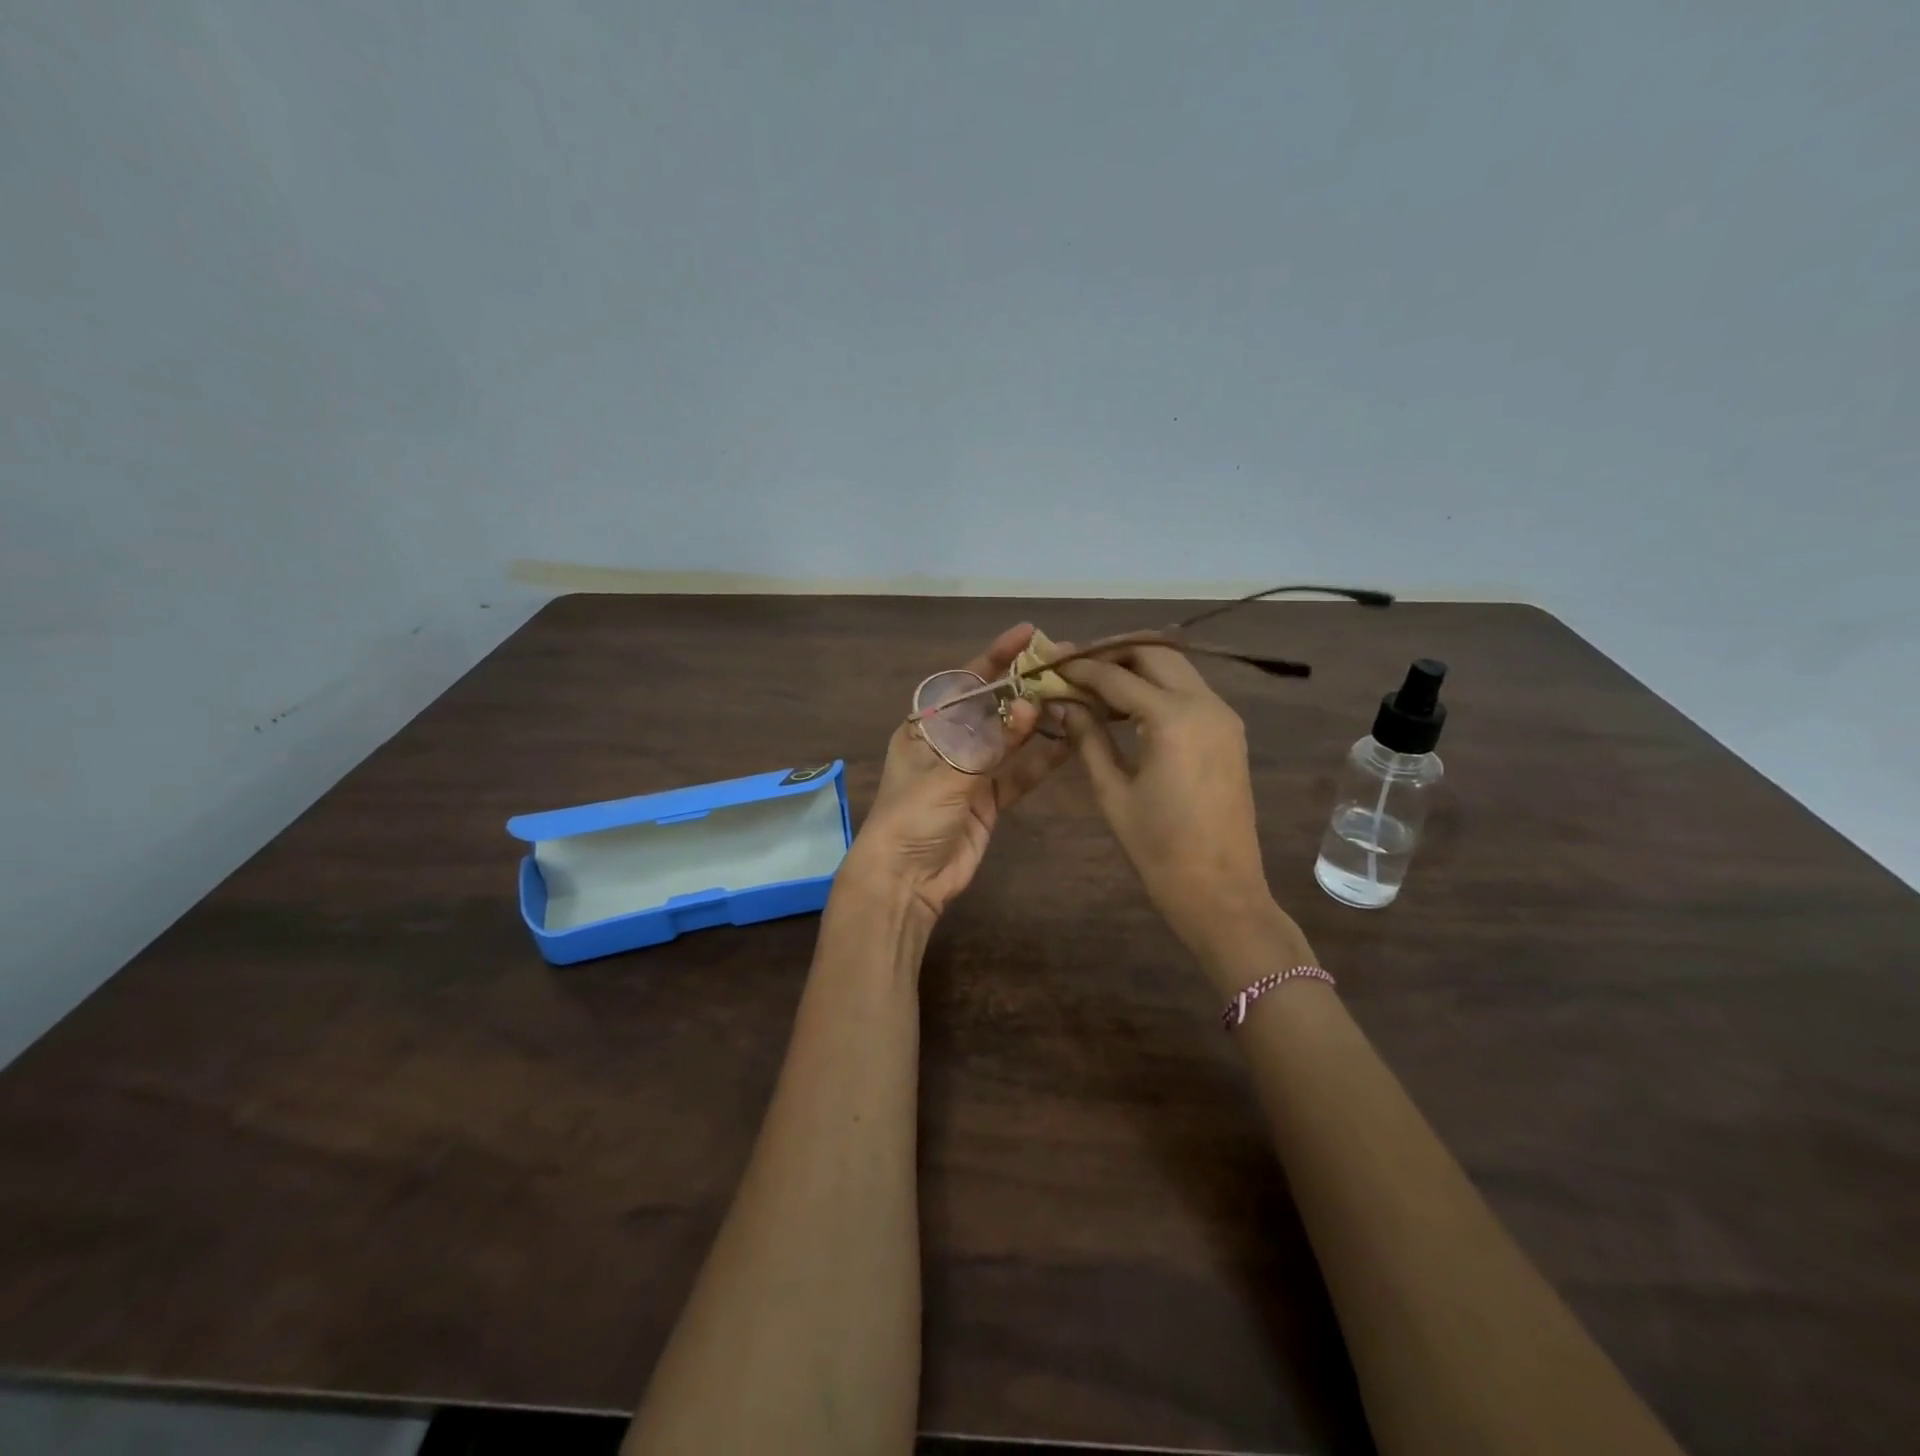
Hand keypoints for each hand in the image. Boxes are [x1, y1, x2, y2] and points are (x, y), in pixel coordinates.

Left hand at [846, 625, 1072, 921]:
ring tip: (1076, 696)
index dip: (996, 656)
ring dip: (1039, 721)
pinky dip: (1042, 759)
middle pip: (992, 707)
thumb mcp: (949, 773)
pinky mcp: (989, 799)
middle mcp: (949, 742)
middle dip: (1024, 687)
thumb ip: (991, 742)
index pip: (964, 681)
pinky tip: (1070, 741)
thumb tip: (1028, 706)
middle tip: (1063, 664)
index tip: (1028, 634)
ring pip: (1010, 738)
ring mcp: (971, 772)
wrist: (905, 880)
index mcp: (925, 727)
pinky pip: (1019, 773)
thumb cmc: (912, 816)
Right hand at [1058, 645, 1283, 961]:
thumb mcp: (1113, 791)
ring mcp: (1223, 715)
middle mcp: (1205, 704)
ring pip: (1175, 667)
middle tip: (1073, 666)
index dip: (1079, 667)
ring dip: (1135, 666)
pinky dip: (1156, 686)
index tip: (1049, 662)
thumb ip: (1088, 738)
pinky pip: (1189, 690)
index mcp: (1173, 719)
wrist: (1221, 890)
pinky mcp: (1229, 730)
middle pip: (1153, 654)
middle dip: (1111, 653)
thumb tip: (1062, 703)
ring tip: (1095, 683)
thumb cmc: (1158, 848)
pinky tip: (1127, 706)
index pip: (1116, 676)